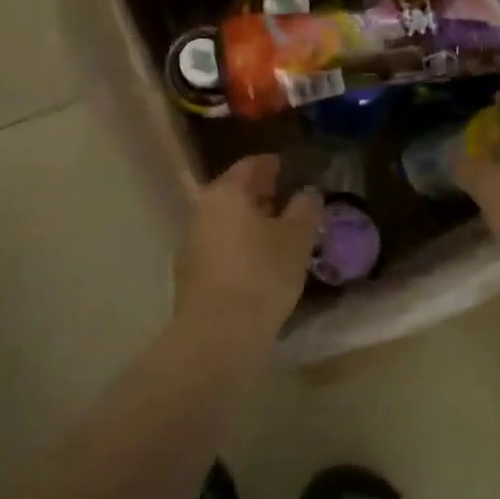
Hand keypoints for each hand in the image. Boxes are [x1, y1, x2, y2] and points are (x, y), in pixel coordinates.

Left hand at [174, 155, 322, 350]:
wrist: (218, 334)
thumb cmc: (262, 274)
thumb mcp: (296, 239)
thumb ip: (305, 208)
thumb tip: (307, 192)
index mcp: (226, 192)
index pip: (250, 165)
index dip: (271, 164)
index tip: (288, 167)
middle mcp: (203, 210)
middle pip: (234, 192)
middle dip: (260, 193)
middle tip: (286, 197)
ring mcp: (193, 242)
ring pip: (226, 221)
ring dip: (250, 221)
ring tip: (278, 230)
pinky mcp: (191, 273)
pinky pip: (221, 246)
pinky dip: (240, 244)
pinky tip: (260, 260)